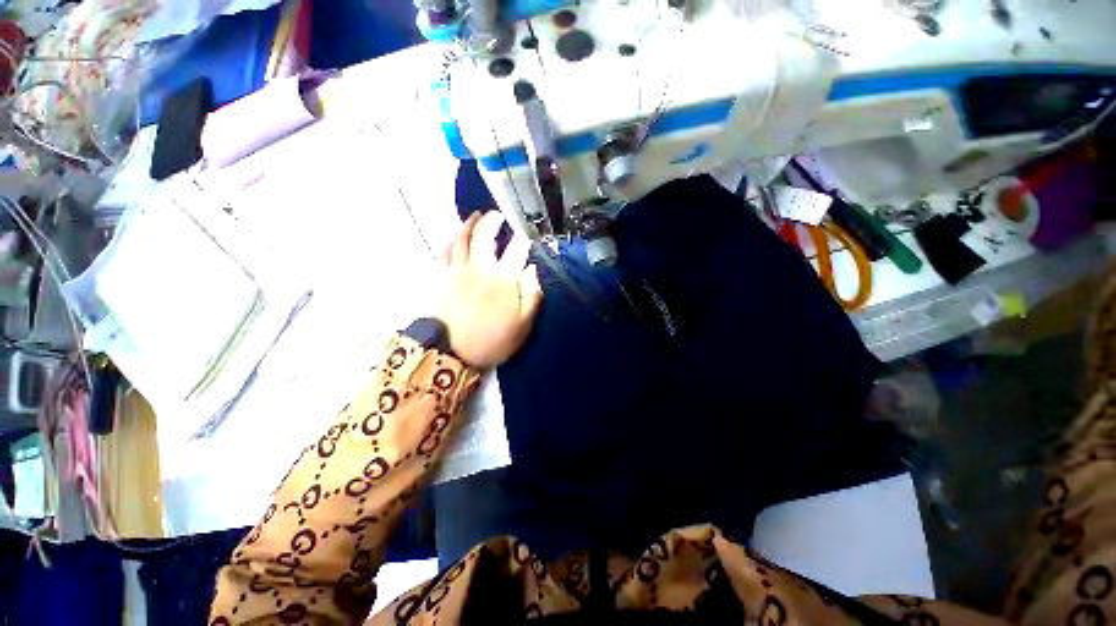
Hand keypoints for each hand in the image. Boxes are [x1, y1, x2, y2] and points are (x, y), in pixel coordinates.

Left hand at [437, 211, 543, 367]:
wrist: (450, 353)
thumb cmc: (492, 340)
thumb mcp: (523, 325)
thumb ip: (532, 295)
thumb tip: (532, 270)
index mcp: (503, 278)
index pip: (516, 249)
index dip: (523, 239)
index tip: (526, 236)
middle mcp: (480, 267)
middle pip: (485, 234)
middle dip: (492, 220)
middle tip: (498, 215)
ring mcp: (458, 270)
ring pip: (462, 238)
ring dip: (470, 223)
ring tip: (476, 216)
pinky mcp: (441, 276)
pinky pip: (445, 252)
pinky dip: (451, 241)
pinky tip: (454, 238)